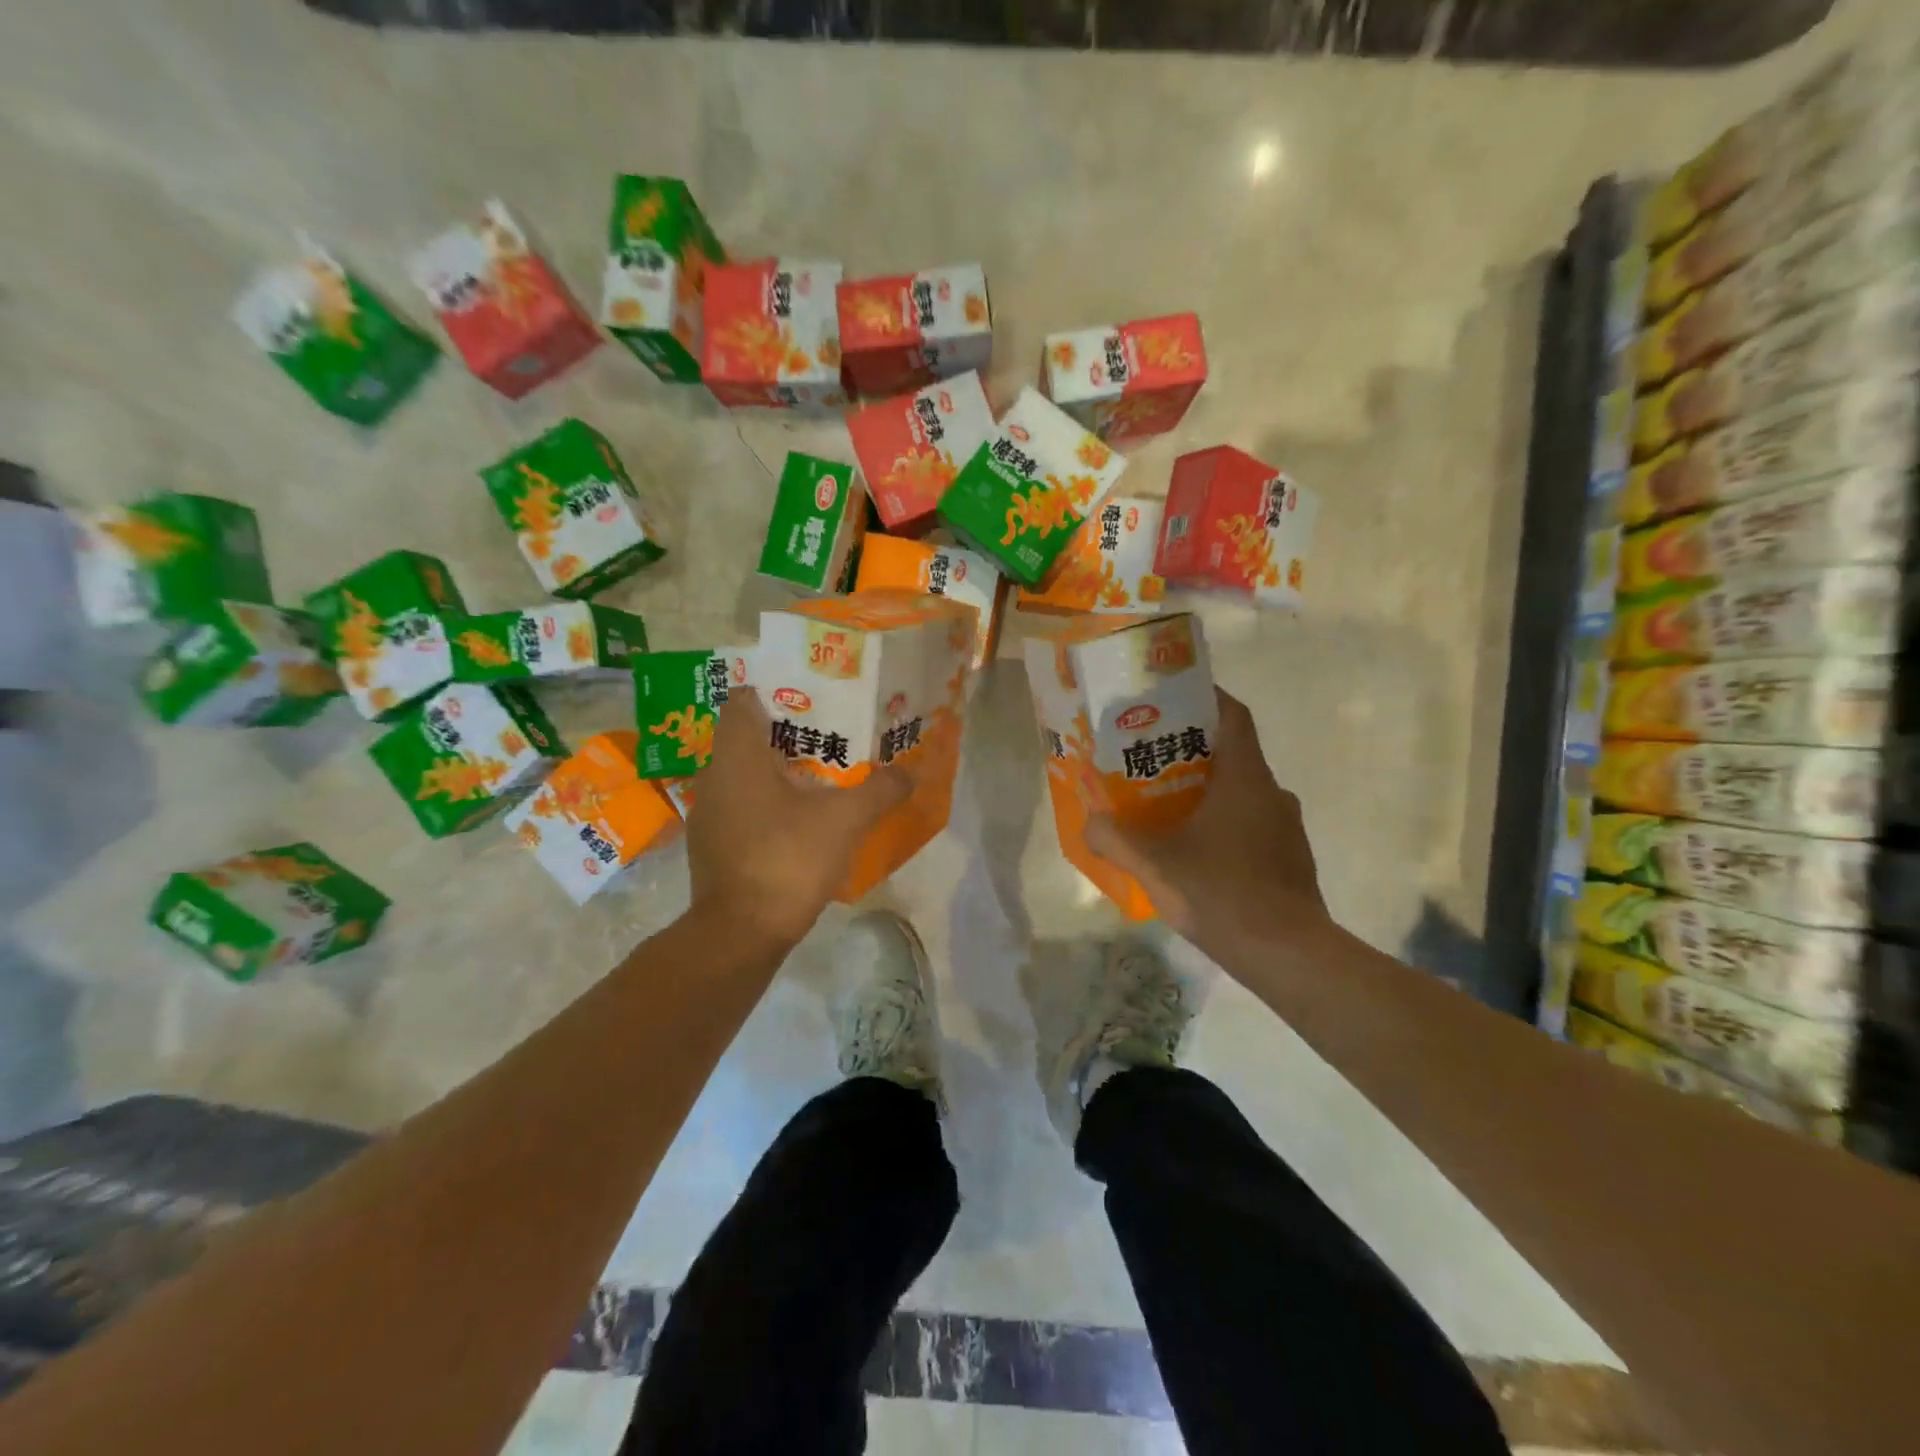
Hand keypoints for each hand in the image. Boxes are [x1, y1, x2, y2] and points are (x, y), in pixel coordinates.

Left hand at [686, 691, 911, 947]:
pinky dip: (768, 800)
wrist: (741, 933)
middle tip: (831, 732)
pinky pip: (742, 804)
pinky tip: (800, 817)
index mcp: (737, 755)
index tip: (813, 696)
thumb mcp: (845, 820)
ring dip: (779, 769)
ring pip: (745, 773)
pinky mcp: (713, 843)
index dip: (776, 691)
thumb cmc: (788, 858)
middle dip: (789, 731)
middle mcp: (714, 775)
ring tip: (822, 772)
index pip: (743, 699)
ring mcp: (709, 812)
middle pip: (748, 736)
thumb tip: (910, 772)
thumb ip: (880, 790)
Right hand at [1086, 689, 1327, 947]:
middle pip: (1232, 754)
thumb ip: (1116, 839)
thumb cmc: (1222, 892)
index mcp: (1246, 778)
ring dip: (1208, 793)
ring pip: (1243, 794)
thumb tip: (1090, 822)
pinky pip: (1253, 827)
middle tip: (1150, 761)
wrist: (1288, 955)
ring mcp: (1286, 828)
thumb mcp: (1155, 864)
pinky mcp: (1290, 859)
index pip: (1233, 715)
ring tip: (1168, 809)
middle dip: (1192, 752)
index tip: (1173, 698)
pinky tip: (1197, 855)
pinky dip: (1225, 827)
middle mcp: (1272, 792)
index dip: (1206, 698)